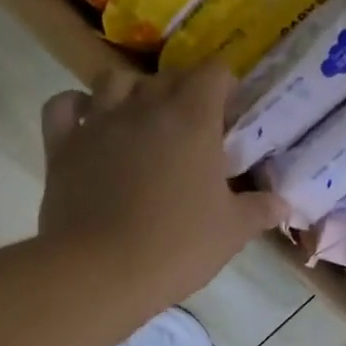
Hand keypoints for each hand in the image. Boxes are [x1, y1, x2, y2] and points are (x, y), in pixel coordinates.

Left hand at [38, 63, 286, 314]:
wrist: (100, 272)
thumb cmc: (176, 247)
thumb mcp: (231, 232)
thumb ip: (259, 210)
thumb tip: (283, 202)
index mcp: (191, 119)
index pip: (213, 72)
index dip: (225, 87)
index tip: (231, 116)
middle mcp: (143, 107)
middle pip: (166, 76)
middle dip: (183, 91)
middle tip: (192, 129)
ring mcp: (97, 122)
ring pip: (113, 80)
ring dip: (131, 91)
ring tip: (141, 120)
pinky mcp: (61, 145)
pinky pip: (63, 106)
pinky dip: (75, 107)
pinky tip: (88, 123)